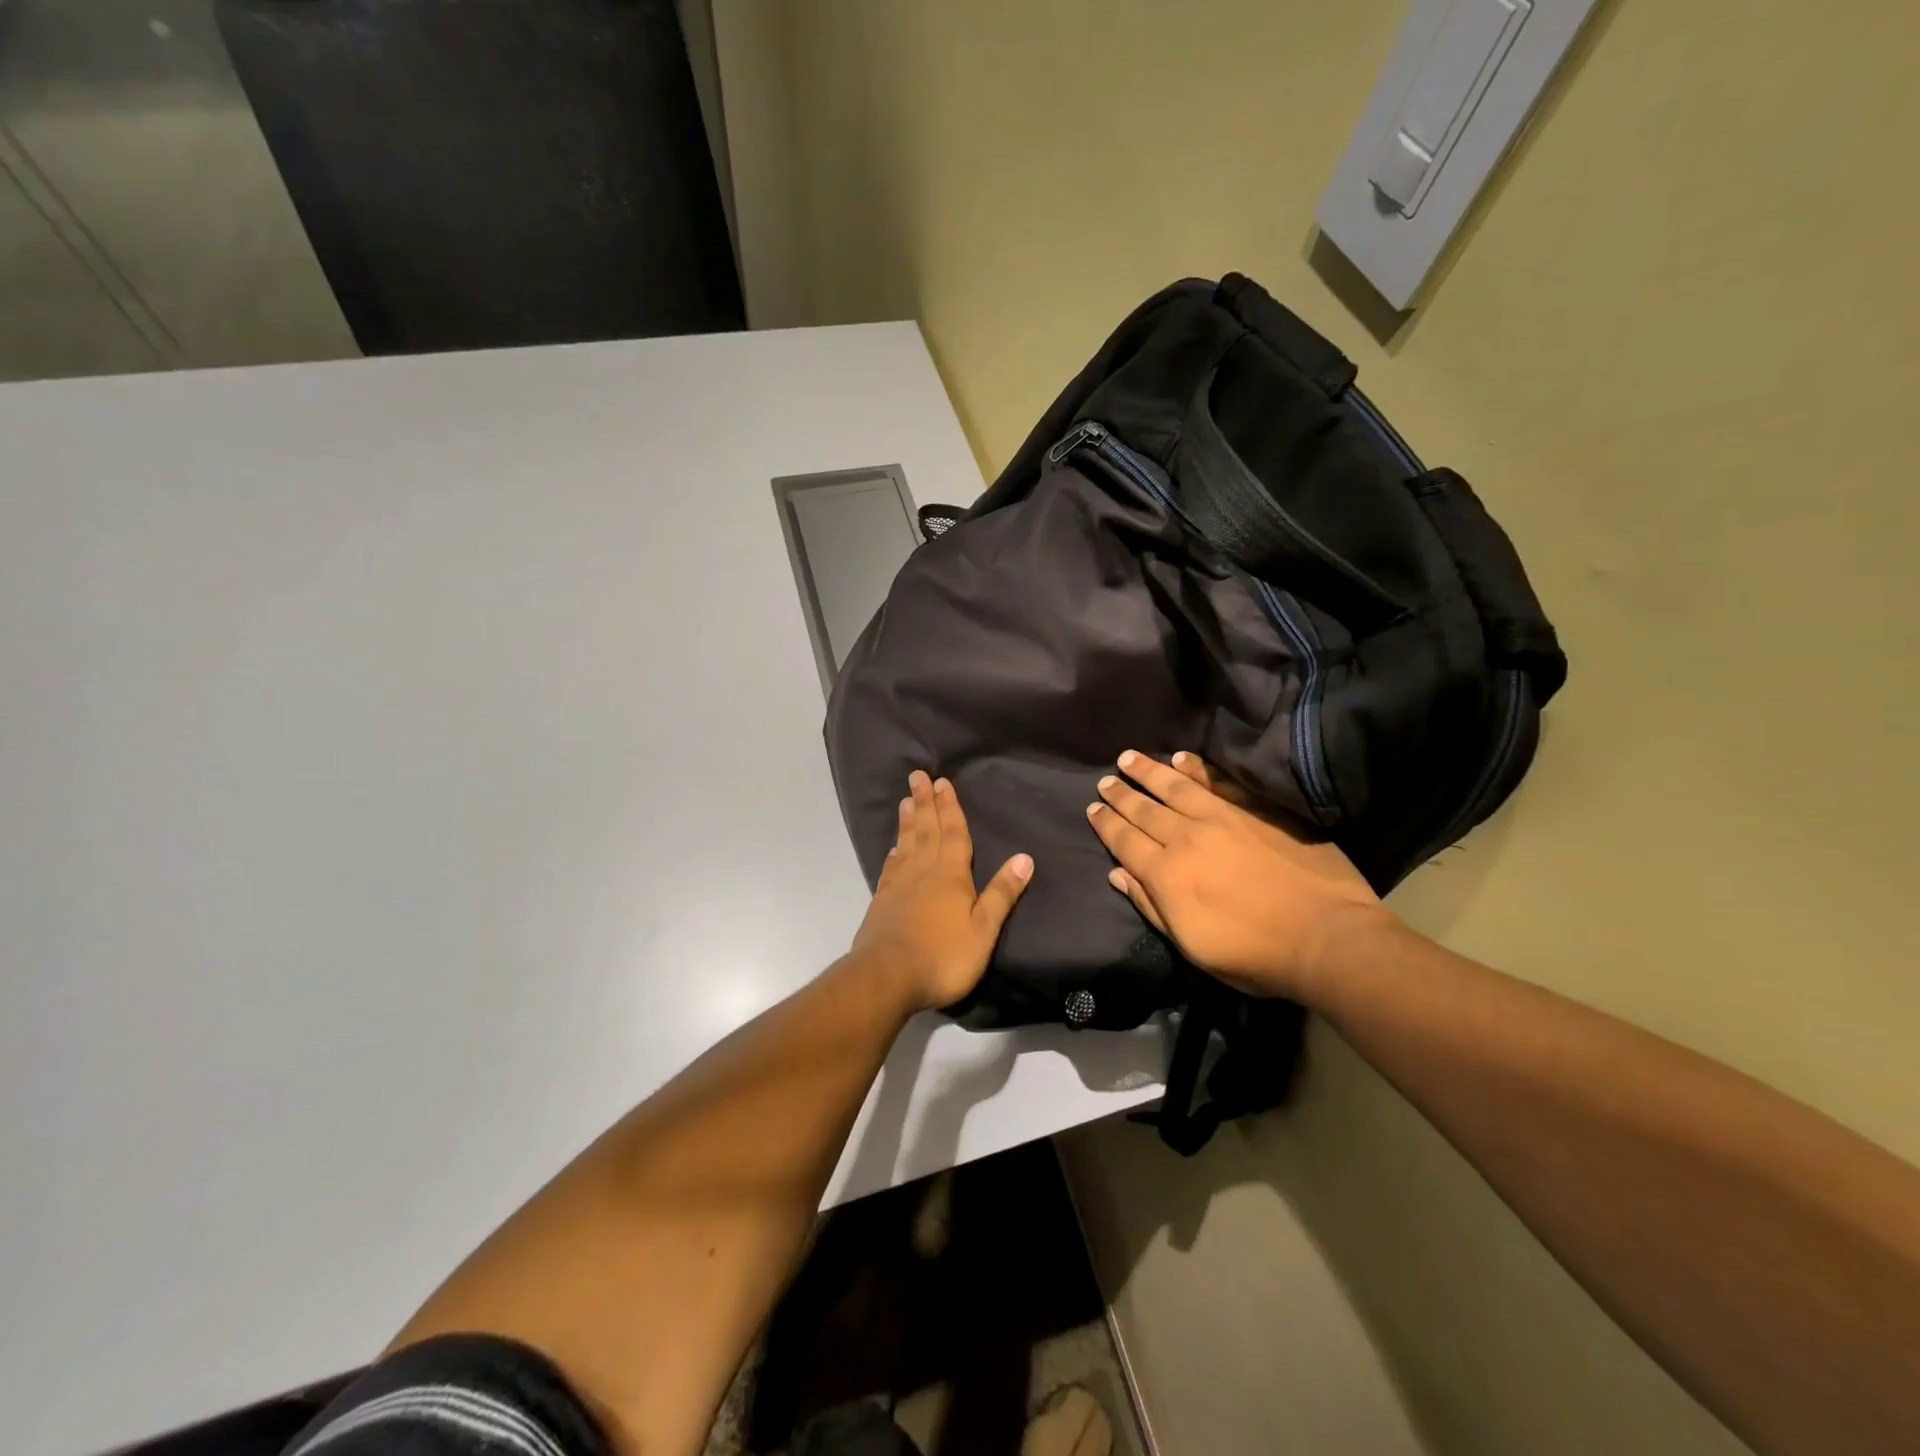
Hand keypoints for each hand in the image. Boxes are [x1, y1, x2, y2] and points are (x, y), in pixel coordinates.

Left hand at [850, 770, 1033, 1011]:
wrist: (886, 977)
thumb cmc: (942, 957)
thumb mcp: (983, 930)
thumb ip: (1001, 894)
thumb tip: (1025, 857)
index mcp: (951, 875)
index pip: (954, 834)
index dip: (950, 807)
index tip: (943, 782)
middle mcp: (924, 872)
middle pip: (927, 830)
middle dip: (925, 802)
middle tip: (918, 776)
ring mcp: (899, 885)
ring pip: (907, 844)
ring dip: (909, 821)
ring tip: (907, 800)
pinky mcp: (882, 902)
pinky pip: (891, 867)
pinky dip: (895, 852)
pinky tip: (894, 848)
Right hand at [1086, 750, 1389, 1001]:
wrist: (1327, 937)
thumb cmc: (1255, 954)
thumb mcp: (1193, 947)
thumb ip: (1152, 907)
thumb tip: (1118, 874)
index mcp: (1166, 874)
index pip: (1125, 841)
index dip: (1106, 824)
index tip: (1092, 808)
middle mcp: (1187, 838)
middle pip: (1144, 810)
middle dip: (1121, 794)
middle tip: (1106, 780)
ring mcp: (1223, 819)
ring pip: (1175, 787)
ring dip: (1149, 771)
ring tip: (1129, 758)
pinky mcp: (1255, 810)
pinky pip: (1218, 782)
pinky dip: (1197, 769)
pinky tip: (1182, 759)